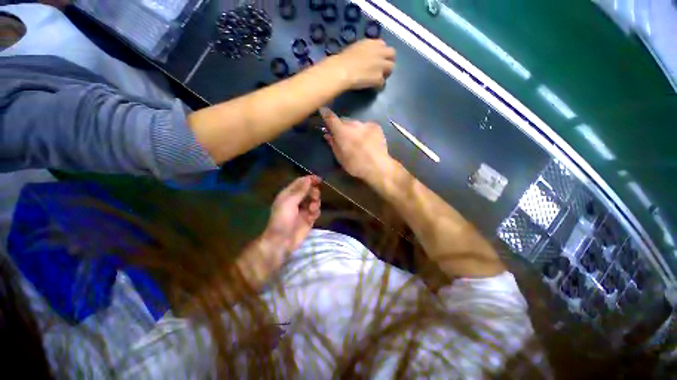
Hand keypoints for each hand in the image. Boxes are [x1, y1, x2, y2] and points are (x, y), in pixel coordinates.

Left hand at [262, 175, 321, 254]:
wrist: (282, 241)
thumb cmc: (282, 219)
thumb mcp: (289, 202)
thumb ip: (300, 191)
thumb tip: (308, 179)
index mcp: (289, 194)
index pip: (300, 183)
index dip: (309, 180)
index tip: (319, 179)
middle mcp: (296, 201)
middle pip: (309, 191)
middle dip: (313, 192)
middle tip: (314, 196)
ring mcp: (303, 210)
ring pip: (314, 200)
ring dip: (315, 202)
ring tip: (312, 209)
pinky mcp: (309, 219)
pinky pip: (316, 211)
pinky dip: (316, 211)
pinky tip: (312, 216)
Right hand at [320, 108, 393, 181]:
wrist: (378, 167)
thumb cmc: (356, 165)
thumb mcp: (340, 158)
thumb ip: (333, 144)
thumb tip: (328, 135)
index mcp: (342, 132)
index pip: (331, 118)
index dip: (325, 113)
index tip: (323, 110)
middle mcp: (353, 124)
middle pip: (344, 121)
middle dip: (341, 126)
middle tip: (342, 135)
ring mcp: (366, 124)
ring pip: (355, 123)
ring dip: (353, 128)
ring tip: (356, 140)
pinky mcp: (376, 126)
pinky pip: (365, 126)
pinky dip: (363, 130)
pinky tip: (366, 140)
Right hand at [323, 39, 394, 89]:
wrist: (342, 70)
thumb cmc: (343, 59)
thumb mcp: (355, 48)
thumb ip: (365, 50)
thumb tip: (365, 56)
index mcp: (372, 43)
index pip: (383, 45)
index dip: (381, 53)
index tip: (377, 58)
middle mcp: (380, 52)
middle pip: (392, 55)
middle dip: (388, 61)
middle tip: (382, 69)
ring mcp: (380, 65)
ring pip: (391, 68)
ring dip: (386, 73)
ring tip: (378, 78)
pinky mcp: (379, 78)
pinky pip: (382, 82)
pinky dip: (378, 85)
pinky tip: (373, 86)